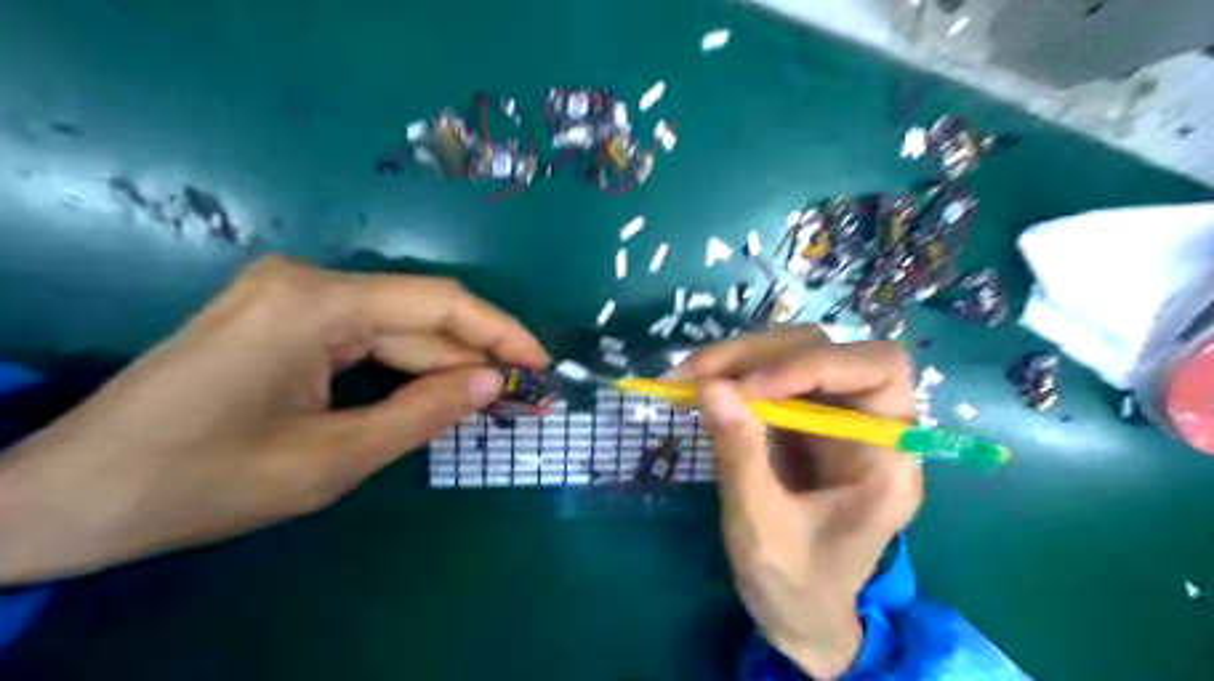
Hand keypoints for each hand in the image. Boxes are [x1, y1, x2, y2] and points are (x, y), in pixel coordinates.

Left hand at [0, 256, 544, 585]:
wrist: (72, 497)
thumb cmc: (202, 482)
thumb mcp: (331, 460)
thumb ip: (423, 415)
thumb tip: (493, 383)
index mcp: (316, 304)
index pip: (438, 304)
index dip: (500, 333)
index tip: (542, 364)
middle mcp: (307, 282)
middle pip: (419, 315)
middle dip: (476, 356)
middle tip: (526, 395)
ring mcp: (292, 297)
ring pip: (396, 328)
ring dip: (445, 366)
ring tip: (495, 400)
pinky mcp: (283, 318)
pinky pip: (366, 339)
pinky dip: (407, 368)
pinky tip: (440, 393)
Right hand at [682, 326, 920, 677]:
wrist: (799, 614)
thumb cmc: (794, 586)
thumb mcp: (760, 527)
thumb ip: (740, 455)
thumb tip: (710, 387)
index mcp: (888, 458)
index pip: (876, 370)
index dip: (812, 365)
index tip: (747, 388)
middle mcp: (869, 424)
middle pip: (827, 350)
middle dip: (758, 355)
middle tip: (696, 373)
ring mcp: (833, 417)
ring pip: (794, 353)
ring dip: (738, 358)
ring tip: (687, 376)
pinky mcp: (803, 419)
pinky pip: (770, 375)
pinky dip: (732, 373)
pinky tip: (699, 384)